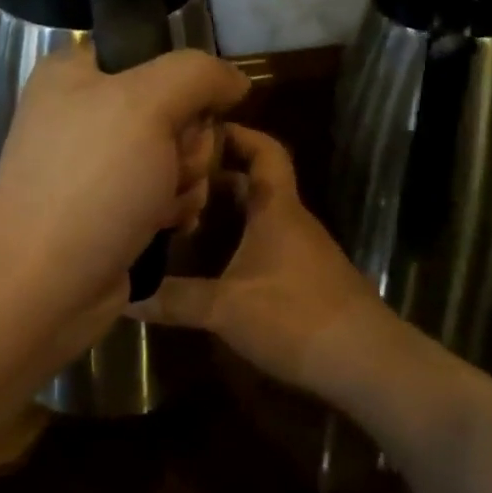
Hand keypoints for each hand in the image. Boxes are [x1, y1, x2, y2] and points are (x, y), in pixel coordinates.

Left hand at [0, 46, 249, 320]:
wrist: (43, 285)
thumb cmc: (92, 183)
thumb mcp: (147, 105)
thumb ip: (198, 74)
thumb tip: (234, 80)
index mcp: (74, 73)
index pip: (154, 54)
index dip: (182, 85)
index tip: (186, 113)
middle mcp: (82, 112)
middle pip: (174, 108)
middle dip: (187, 143)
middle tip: (170, 167)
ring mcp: (95, 164)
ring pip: (176, 153)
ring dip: (185, 181)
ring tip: (162, 206)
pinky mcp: (109, 208)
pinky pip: (164, 191)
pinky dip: (173, 209)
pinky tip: (165, 227)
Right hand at [130, 124, 391, 396]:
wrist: (367, 363)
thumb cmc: (296, 317)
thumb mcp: (226, 308)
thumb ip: (174, 300)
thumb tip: (124, 294)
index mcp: (277, 209)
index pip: (265, 151)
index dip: (237, 133)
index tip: (199, 129)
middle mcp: (291, 221)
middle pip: (256, 181)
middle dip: (217, 175)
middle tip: (173, 177)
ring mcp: (302, 250)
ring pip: (261, 214)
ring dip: (227, 210)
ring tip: (182, 215)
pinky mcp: (306, 278)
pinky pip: (266, 242)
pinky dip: (239, 240)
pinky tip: (213, 261)